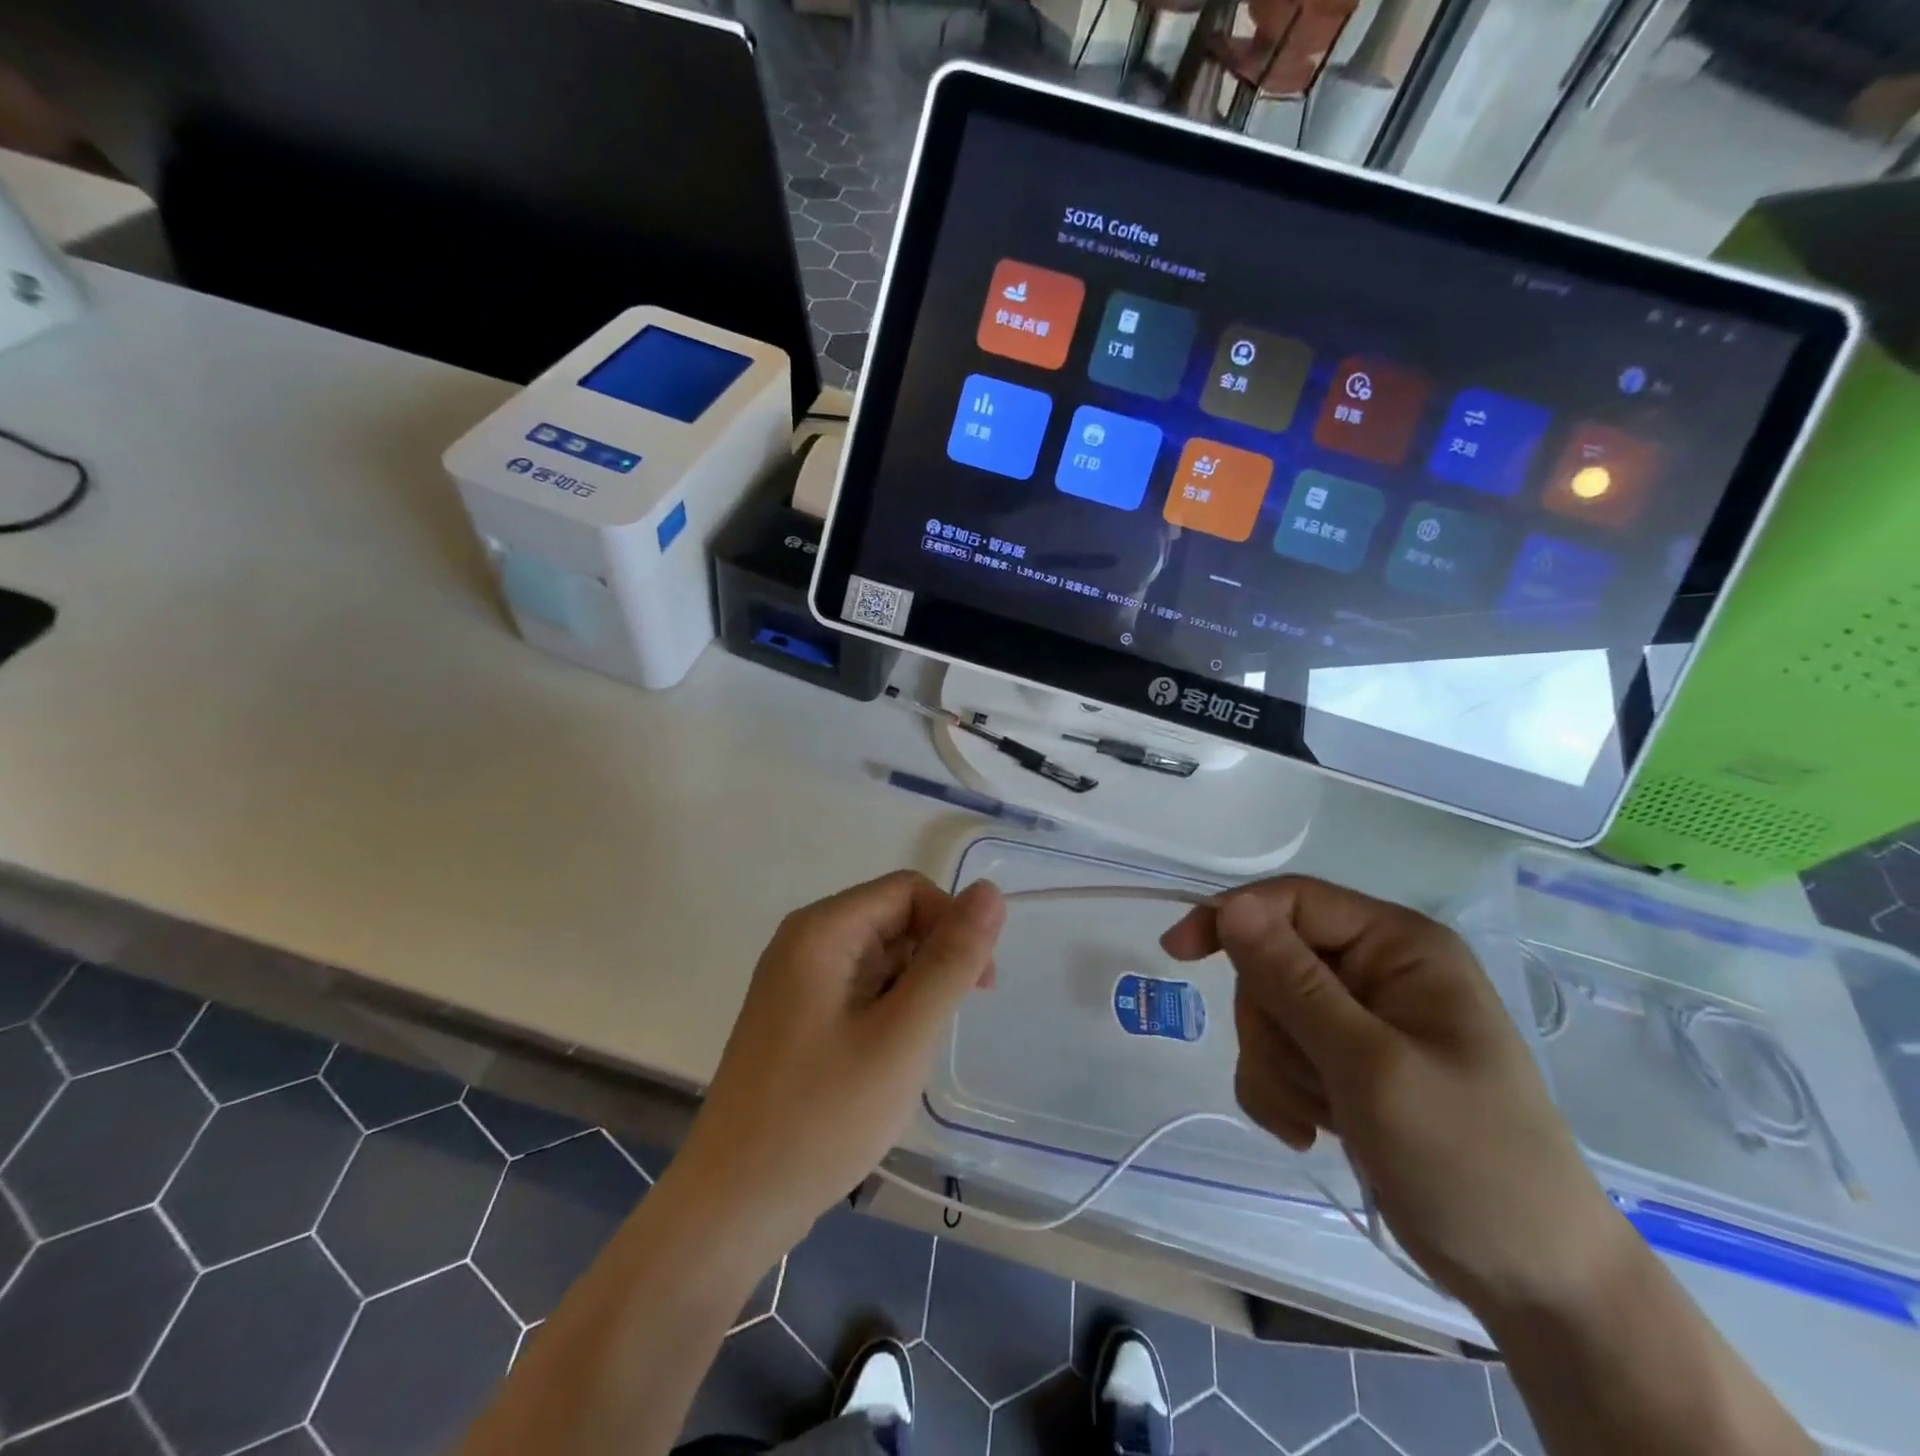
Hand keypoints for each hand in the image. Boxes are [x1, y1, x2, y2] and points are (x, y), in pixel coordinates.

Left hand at [670, 871, 1005, 1252]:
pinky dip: (888, 1011)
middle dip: (934, 959)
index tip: (978, 983)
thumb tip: (990, 891)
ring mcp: (796, 981)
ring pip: (879, 957)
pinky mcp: (796, 1017)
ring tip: (913, 1052)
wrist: (734, 1205)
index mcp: (822, 930)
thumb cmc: (823, 1116)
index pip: (907, 891)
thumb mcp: (903, 1035)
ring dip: (913, 990)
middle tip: (948, 1024)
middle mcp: (804, 942)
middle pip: (892, 919)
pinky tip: (889, 1059)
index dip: (951, 923)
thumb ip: (950, 961)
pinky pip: (858, 989)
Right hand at [1163, 876, 1629, 1314]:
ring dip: (1276, 1067)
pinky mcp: (1344, 1063)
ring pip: (1267, 1012)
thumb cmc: (1467, 1158)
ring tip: (1321, 1116)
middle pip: (1271, 962)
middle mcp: (1377, 970)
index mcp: (1399, 946)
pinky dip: (1279, 1092)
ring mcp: (1360, 1019)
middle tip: (1307, 1082)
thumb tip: (1232, 906)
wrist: (1530, 1278)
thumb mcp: (1370, 1065)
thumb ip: (1294, 982)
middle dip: (1271, 1026)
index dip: (1232, 918)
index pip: (1293, 901)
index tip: (1178, 953)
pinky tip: (1311, 1132)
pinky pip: (1276, 1053)